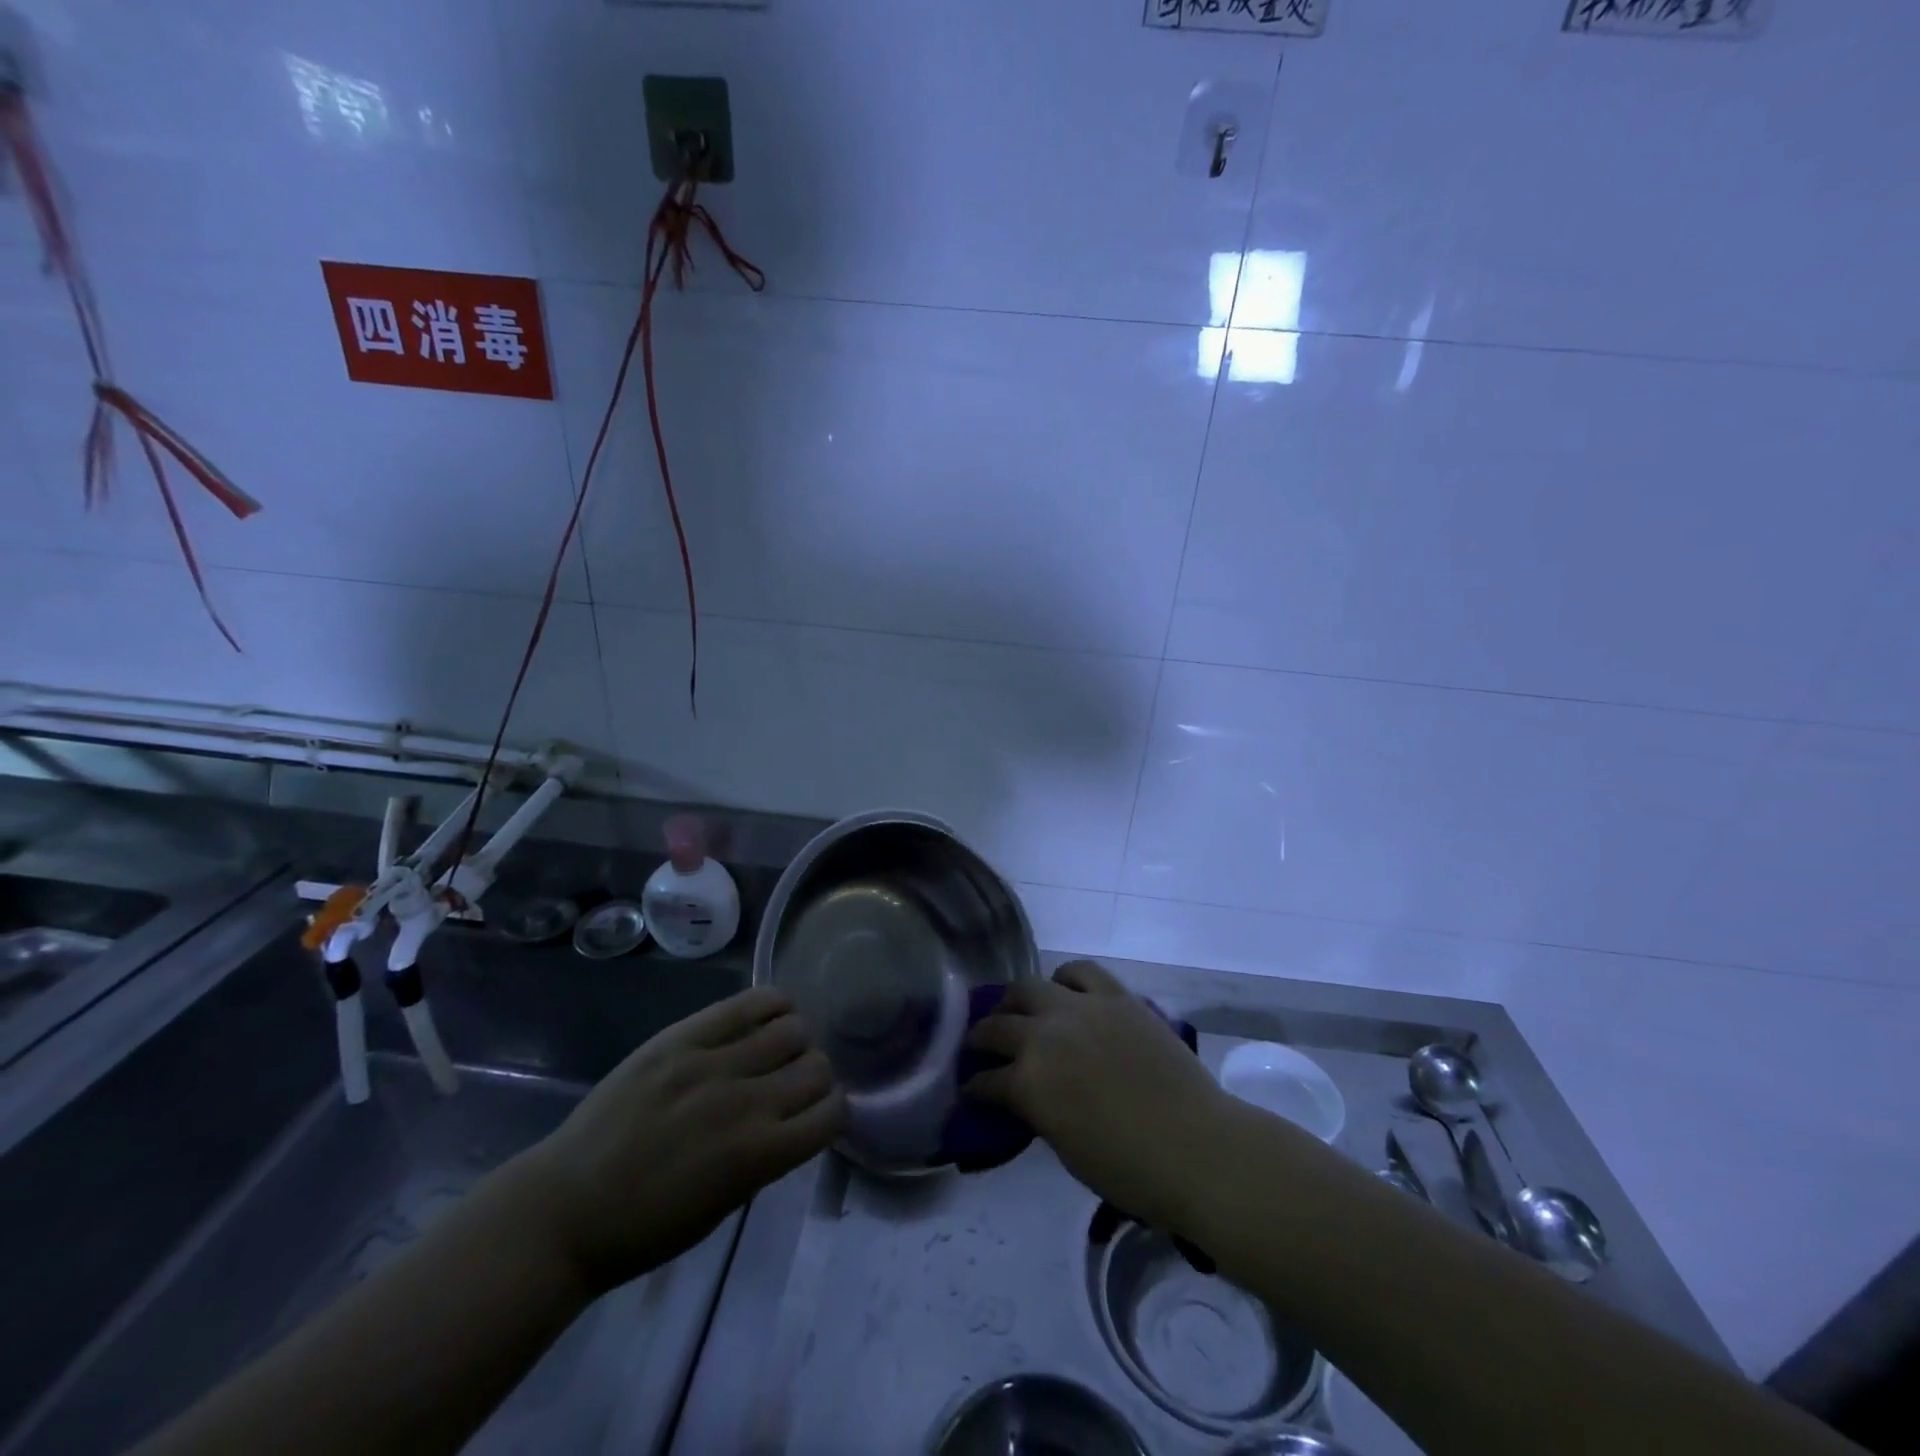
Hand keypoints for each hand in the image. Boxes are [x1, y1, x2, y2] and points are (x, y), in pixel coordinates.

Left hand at [523, 987, 842, 1294]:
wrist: (566, 1208)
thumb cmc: (647, 1227)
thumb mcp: (724, 1206)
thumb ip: (769, 1156)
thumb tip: (797, 1117)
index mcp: (759, 1155)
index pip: (831, 1113)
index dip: (830, 1112)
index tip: (816, 1114)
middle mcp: (746, 1102)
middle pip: (817, 1065)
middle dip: (814, 1076)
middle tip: (791, 1084)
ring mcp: (712, 1063)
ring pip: (791, 1028)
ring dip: (793, 1042)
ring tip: (774, 1050)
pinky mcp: (683, 1037)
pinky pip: (748, 1003)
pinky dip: (771, 1006)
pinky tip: (767, 1017)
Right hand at [962, 960, 1232, 1234]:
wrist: (1196, 1148)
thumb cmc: (1129, 1170)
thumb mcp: (1065, 1149)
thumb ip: (1038, 1112)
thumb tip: (1027, 1098)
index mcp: (1027, 1082)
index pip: (985, 1081)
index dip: (974, 1089)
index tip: (971, 1092)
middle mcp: (1045, 1035)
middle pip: (997, 1024)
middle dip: (982, 1038)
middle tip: (981, 1047)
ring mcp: (1081, 1008)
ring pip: (1029, 987)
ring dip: (1015, 1001)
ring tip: (1016, 1010)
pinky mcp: (1115, 996)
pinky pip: (1079, 971)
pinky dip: (1064, 979)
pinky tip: (1063, 991)